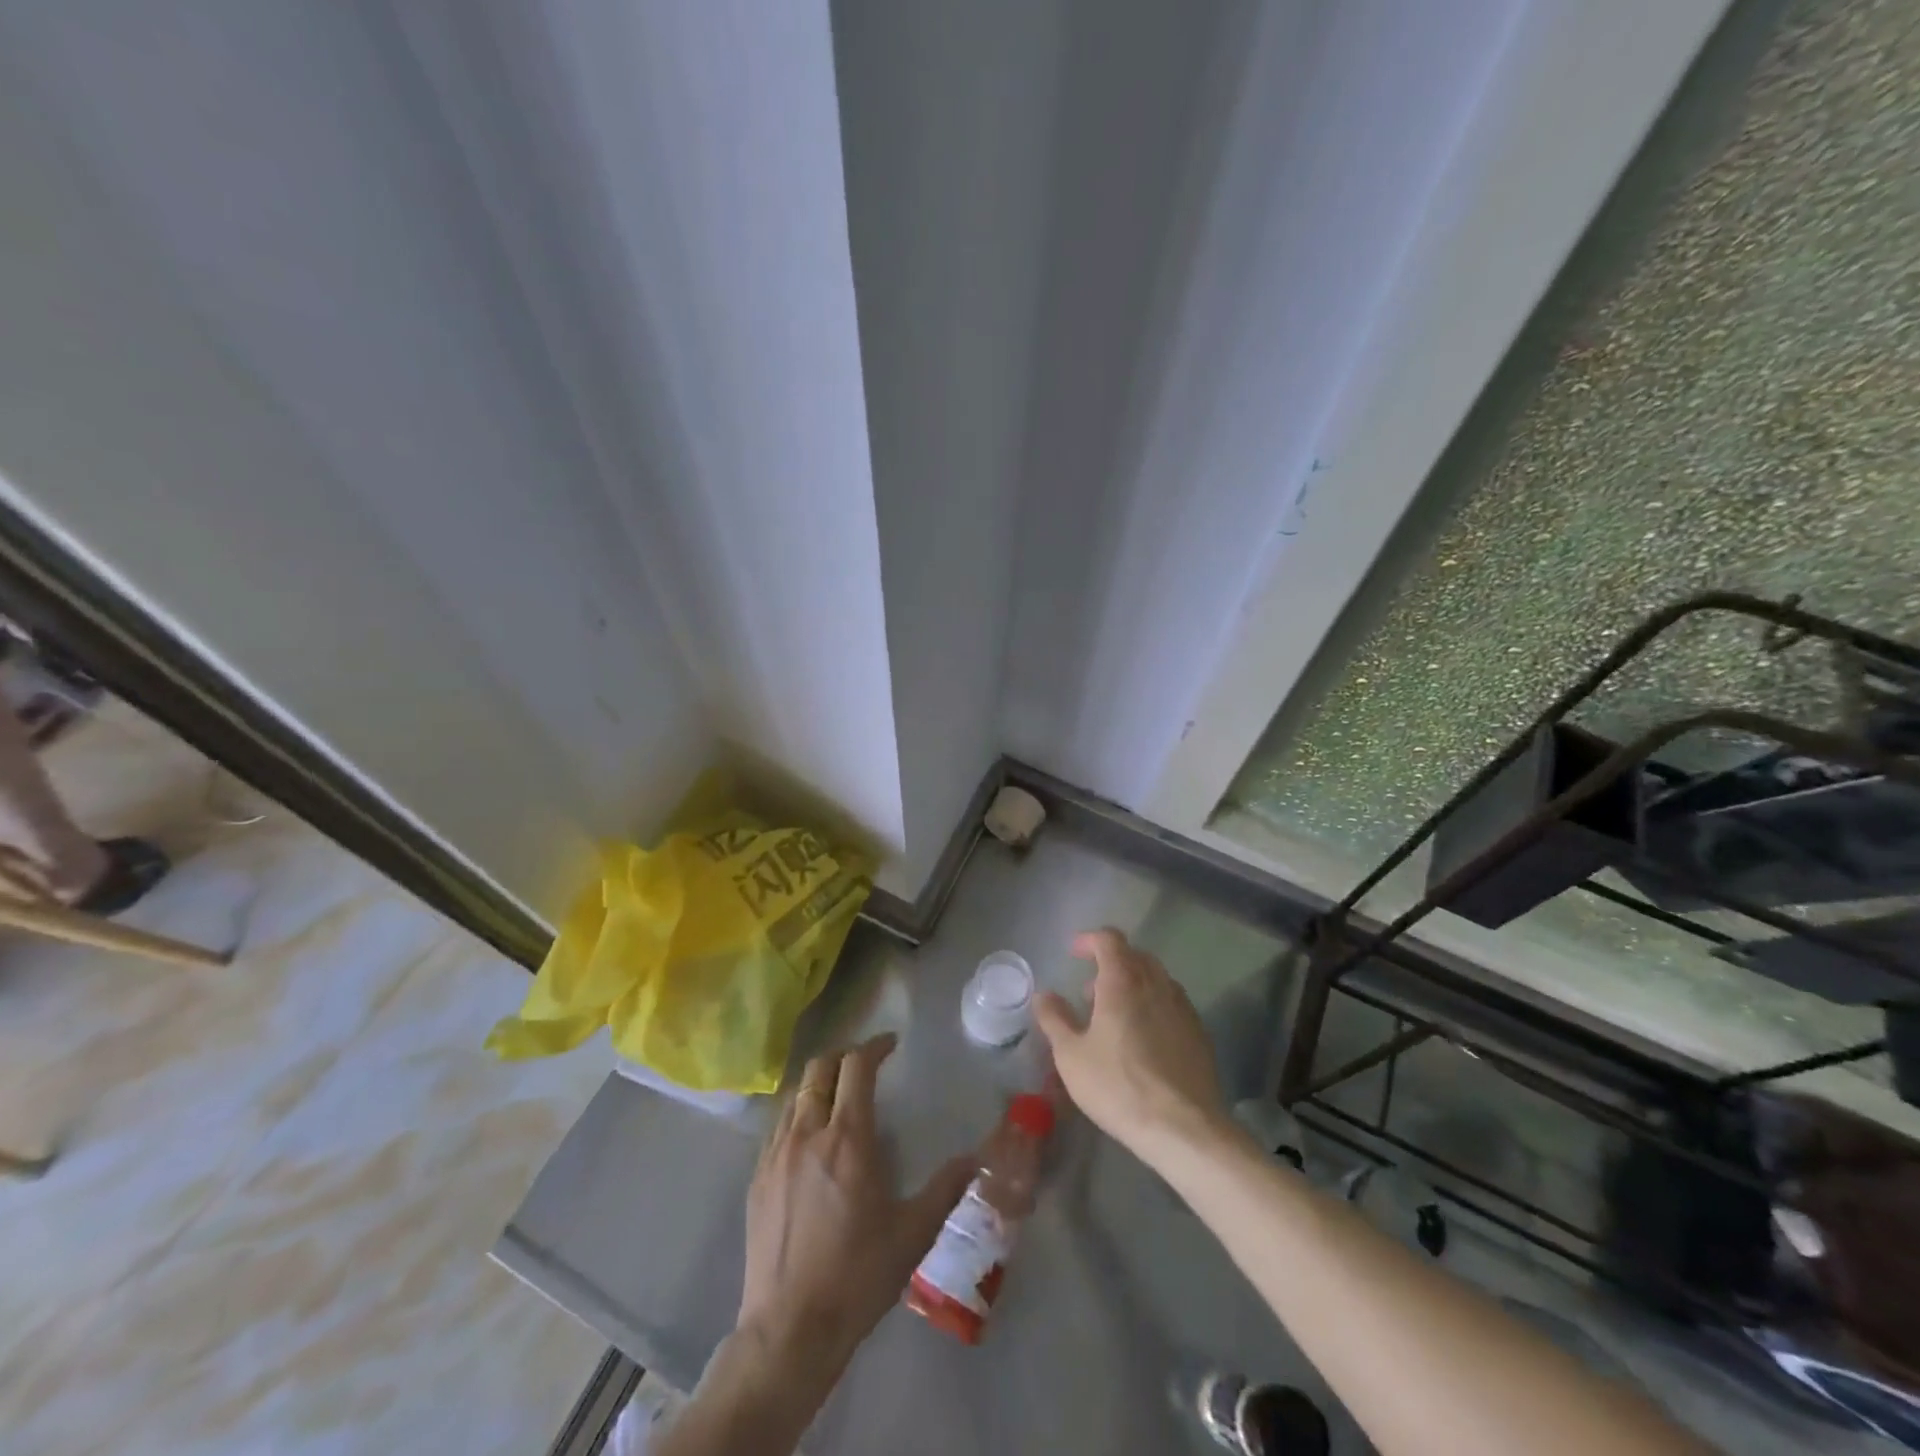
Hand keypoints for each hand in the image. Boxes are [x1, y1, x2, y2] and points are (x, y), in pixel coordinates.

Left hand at [738, 1033, 975, 1374]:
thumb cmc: (857, 1277)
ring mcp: (776, 1154)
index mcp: (847, 1139)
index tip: (891, 1044)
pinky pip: (779, 1124)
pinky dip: (799, 1111)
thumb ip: (946, 1189)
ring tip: (839, 1094)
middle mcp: (808, 1133)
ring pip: (796, 1093)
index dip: (875, 1047)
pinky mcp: (757, 1177)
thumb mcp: (912, 1234)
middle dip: (845, 1055)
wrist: (789, 1329)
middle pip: (820, 1067)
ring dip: (820, 1081)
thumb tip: (976, 1159)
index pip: (856, 1067)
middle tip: (866, 1063)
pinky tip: (811, 1136)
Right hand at [1034, 929, 1229, 1167]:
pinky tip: (1143, 1040)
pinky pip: (1172, 1003)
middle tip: (1090, 992)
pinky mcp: (1199, 1033)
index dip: (1090, 940)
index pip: (1109, 939)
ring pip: (1156, 979)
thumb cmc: (1118, 1086)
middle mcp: (1156, 984)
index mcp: (1123, 981)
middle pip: (1135, 956)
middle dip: (1111, 963)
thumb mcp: (1071, 1055)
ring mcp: (1182, 1007)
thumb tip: (1044, 994)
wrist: (1184, 1128)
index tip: (1074, 952)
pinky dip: (1153, 1006)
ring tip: (1115, 1017)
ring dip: (1133, 985)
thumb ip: (1055, 1019)